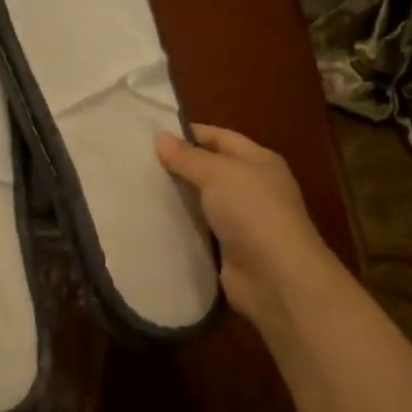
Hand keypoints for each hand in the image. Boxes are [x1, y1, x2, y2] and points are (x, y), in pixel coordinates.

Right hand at [156, 124, 342, 326]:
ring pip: (202, 203)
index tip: (151, 136)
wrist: (275, 277)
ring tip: (136, 191)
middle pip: (210, 170)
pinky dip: (180, 228)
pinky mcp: (229, 251)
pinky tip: (151, 223)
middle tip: (137, 164)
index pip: (220, 138)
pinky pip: (200, 233)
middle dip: (178, 167)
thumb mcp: (218, 173)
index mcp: (258, 161)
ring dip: (177, 199)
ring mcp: (242, 222)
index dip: (189, 134)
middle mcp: (253, 188)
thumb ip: (188, 157)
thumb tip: (161, 137)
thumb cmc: (252, 212)